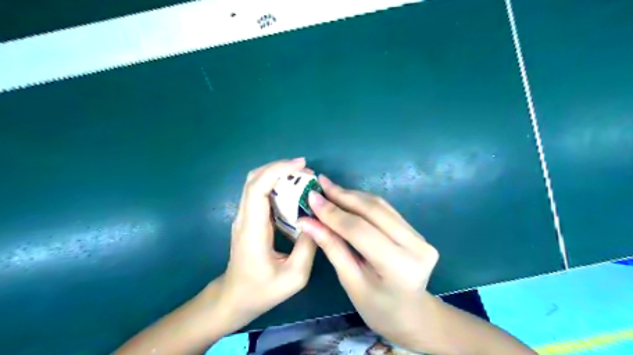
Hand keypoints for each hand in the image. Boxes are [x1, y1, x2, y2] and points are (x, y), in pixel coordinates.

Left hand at [217, 159, 315, 330]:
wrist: (235, 298)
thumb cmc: (262, 290)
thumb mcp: (294, 276)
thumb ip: (308, 247)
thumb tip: (317, 220)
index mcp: (252, 229)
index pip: (257, 188)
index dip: (278, 170)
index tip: (301, 165)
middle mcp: (244, 218)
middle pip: (254, 179)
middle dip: (280, 168)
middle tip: (306, 170)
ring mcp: (244, 217)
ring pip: (255, 183)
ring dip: (278, 174)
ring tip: (303, 177)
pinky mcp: (248, 219)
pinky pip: (259, 193)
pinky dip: (276, 184)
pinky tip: (293, 190)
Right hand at [298, 174, 441, 351]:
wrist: (412, 315)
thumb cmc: (378, 308)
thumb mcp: (350, 282)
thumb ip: (332, 247)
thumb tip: (307, 222)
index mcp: (399, 266)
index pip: (360, 230)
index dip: (333, 213)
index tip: (311, 198)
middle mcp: (415, 245)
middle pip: (373, 211)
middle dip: (343, 196)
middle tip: (320, 184)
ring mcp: (420, 236)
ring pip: (380, 206)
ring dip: (352, 195)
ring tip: (329, 187)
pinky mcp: (417, 231)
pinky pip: (386, 210)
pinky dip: (364, 202)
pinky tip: (347, 197)